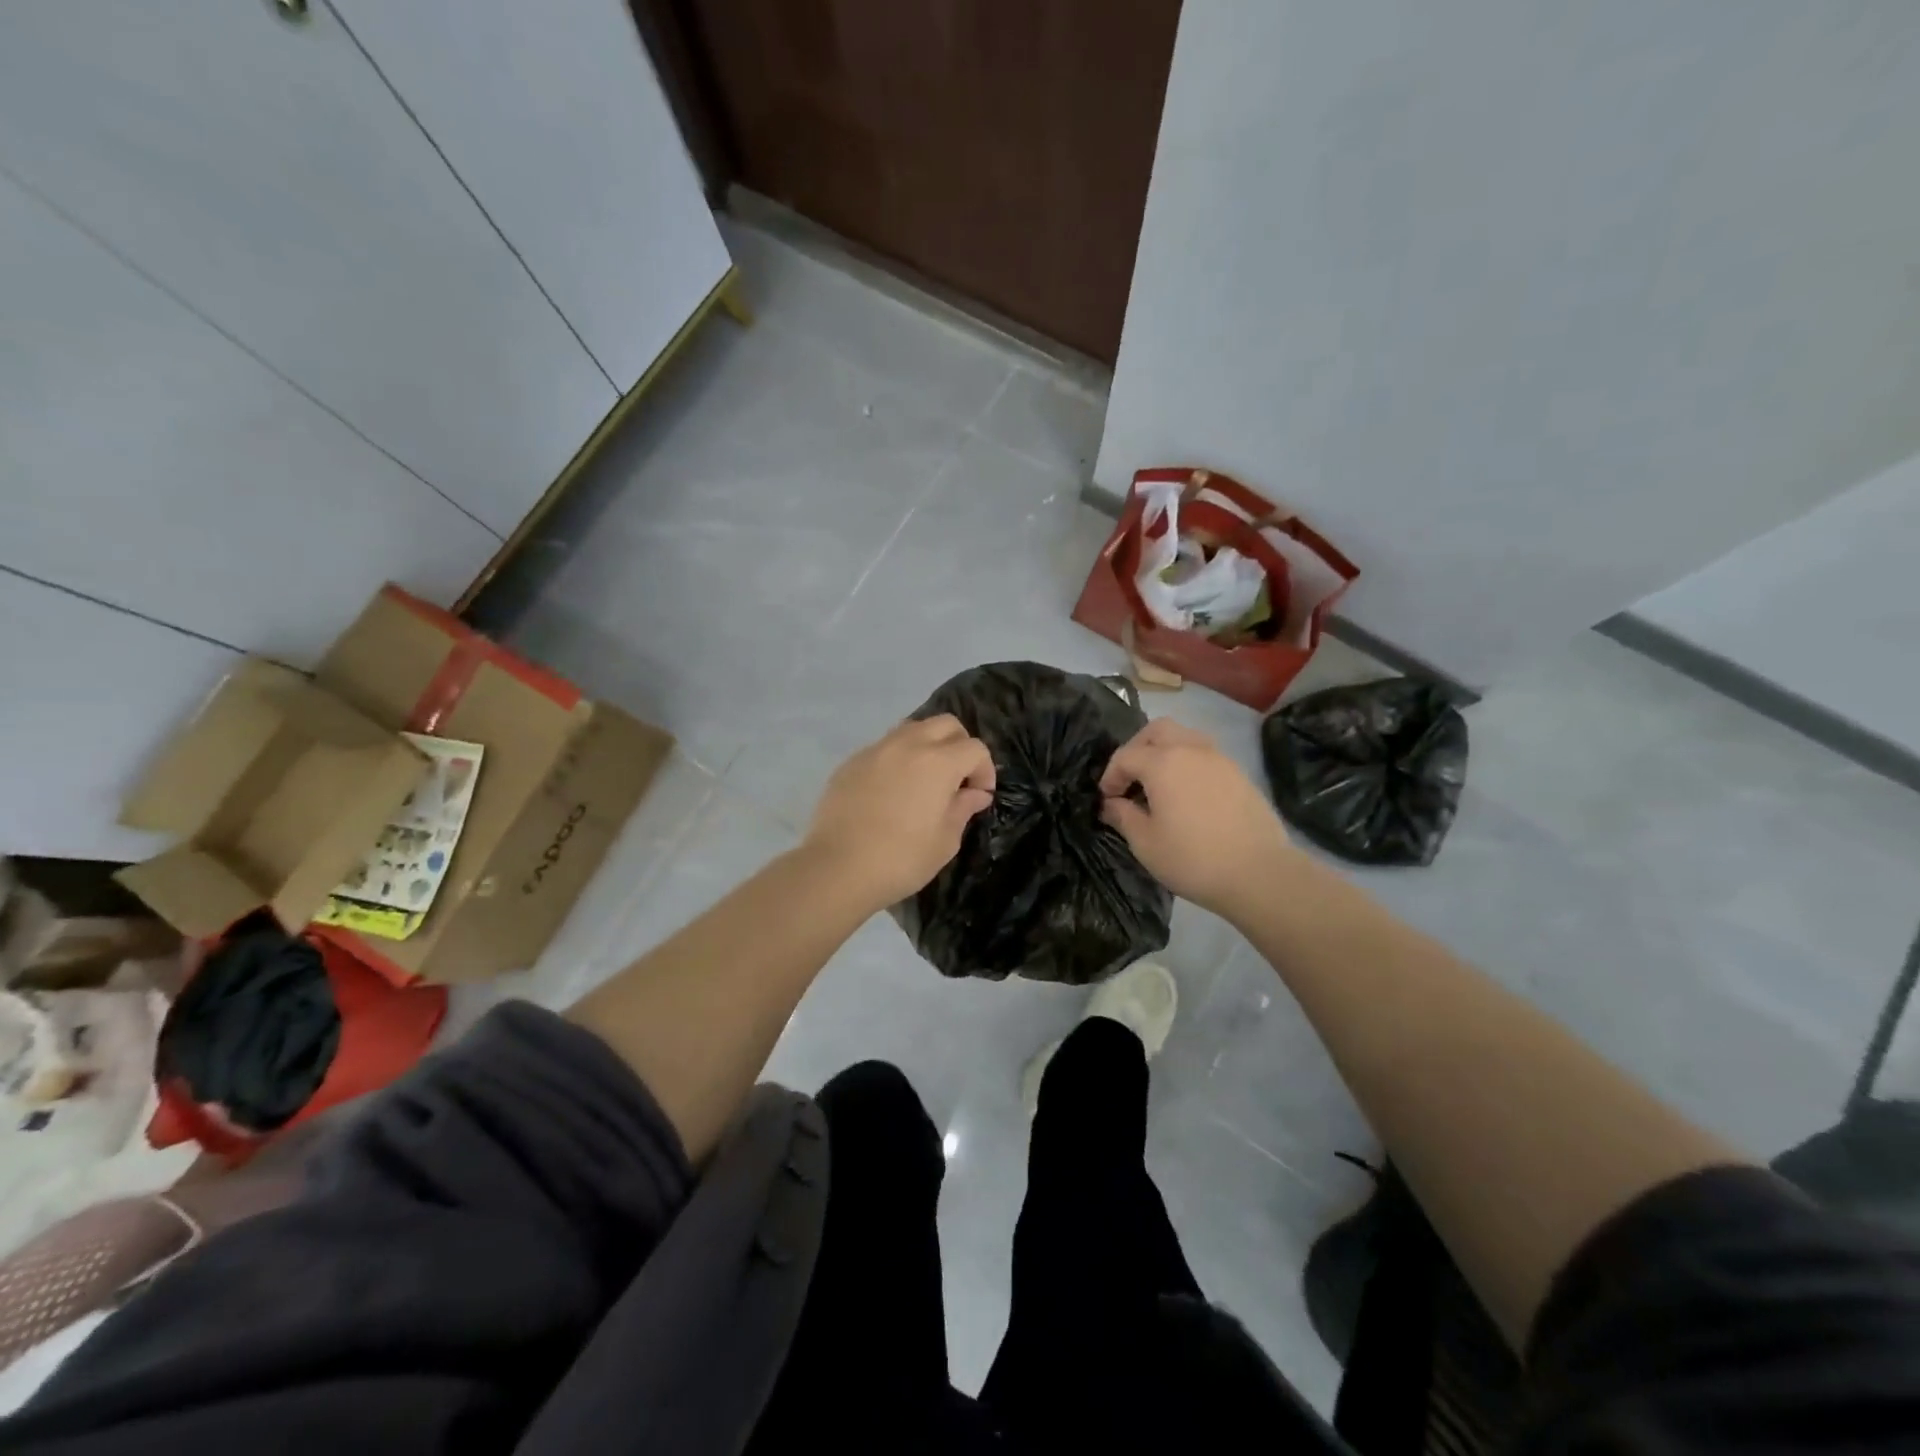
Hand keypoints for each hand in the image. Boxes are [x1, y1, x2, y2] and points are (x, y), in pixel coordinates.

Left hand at [804, 715, 996, 910]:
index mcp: (938, 762)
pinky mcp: (851, 762)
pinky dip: (898, 758)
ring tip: (925, 779)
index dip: (984, 770)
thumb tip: (975, 794)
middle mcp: (908, 744)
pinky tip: (892, 790)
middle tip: (957, 779)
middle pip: (946, 724)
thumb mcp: (945, 841)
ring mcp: (876, 750)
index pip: (975, 748)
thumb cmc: (901, 859)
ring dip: (928, 745)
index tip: (979, 795)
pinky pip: (884, 747)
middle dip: (960, 745)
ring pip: (912, 728)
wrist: (837, 868)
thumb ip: (962, 809)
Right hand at [1098, 718, 1295, 919]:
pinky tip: (1187, 795)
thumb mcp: (1146, 843)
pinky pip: (1205, 755)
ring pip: (1185, 737)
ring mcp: (1220, 759)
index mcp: (1163, 762)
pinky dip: (1188, 764)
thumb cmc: (1193, 859)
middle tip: (1131, 778)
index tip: (1107, 800)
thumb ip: (1123, 816)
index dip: (1110, 776)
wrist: (1259, 873)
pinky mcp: (1239, 773)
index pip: (1125, 756)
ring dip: (1165, 752)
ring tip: (1159, 784)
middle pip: (1157, 730)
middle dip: (1137, 748)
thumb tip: (1111, 804)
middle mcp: (1191, 749)